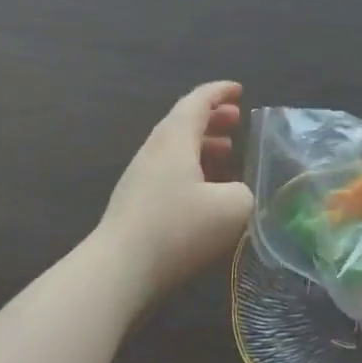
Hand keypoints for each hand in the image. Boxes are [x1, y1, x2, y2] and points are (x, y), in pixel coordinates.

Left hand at [94, 82, 253, 305]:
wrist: (117, 271)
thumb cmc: (177, 229)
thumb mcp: (232, 208)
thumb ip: (245, 191)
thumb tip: (239, 192)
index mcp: (175, 138)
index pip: (198, 101)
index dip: (220, 92)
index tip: (240, 90)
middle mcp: (155, 149)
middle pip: (183, 121)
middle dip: (213, 117)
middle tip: (237, 122)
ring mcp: (140, 176)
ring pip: (175, 148)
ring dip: (203, 144)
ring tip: (228, 155)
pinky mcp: (135, 202)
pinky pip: (168, 171)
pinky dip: (191, 168)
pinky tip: (206, 192)